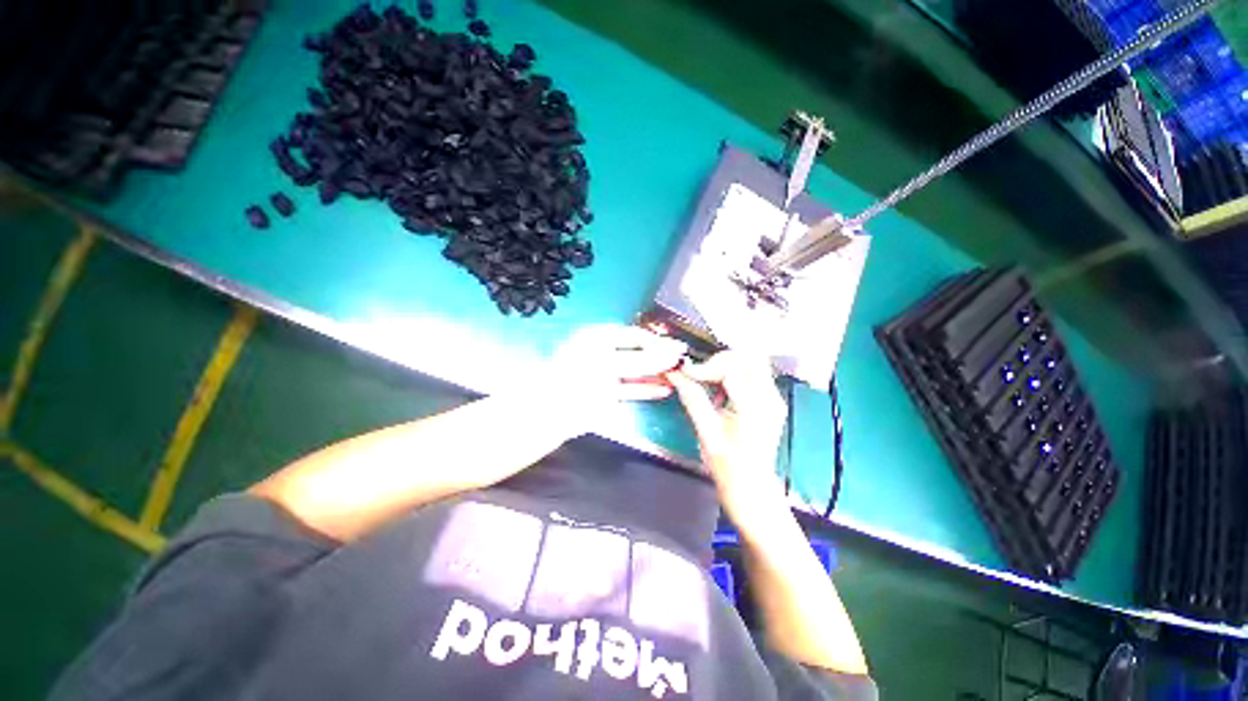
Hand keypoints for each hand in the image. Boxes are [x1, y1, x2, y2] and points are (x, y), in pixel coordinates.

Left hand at [541, 325, 686, 432]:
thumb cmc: (579, 379)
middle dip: (660, 358)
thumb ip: (644, 360)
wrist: (551, 413)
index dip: (657, 342)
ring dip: (656, 375)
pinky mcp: (607, 396)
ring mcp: (605, 375)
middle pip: (637, 353)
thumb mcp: (612, 364)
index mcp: (598, 337)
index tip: (678, 350)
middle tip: (682, 363)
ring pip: (635, 372)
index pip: (634, 335)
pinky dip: (646, 390)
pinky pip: (630, 389)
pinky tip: (664, 391)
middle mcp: (602, 353)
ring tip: (678, 377)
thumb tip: (674, 352)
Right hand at [665, 351, 786, 493]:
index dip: (706, 367)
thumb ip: (692, 397)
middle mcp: (770, 398)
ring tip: (708, 381)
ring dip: (727, 365)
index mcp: (755, 408)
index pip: (732, 369)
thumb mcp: (705, 431)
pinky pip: (753, 373)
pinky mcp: (771, 399)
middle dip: (720, 359)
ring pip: (752, 361)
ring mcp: (774, 398)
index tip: (686, 373)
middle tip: (700, 373)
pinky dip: (734, 373)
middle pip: (749, 357)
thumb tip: (674, 373)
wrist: (751, 487)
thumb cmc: (727, 465)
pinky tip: (720, 390)